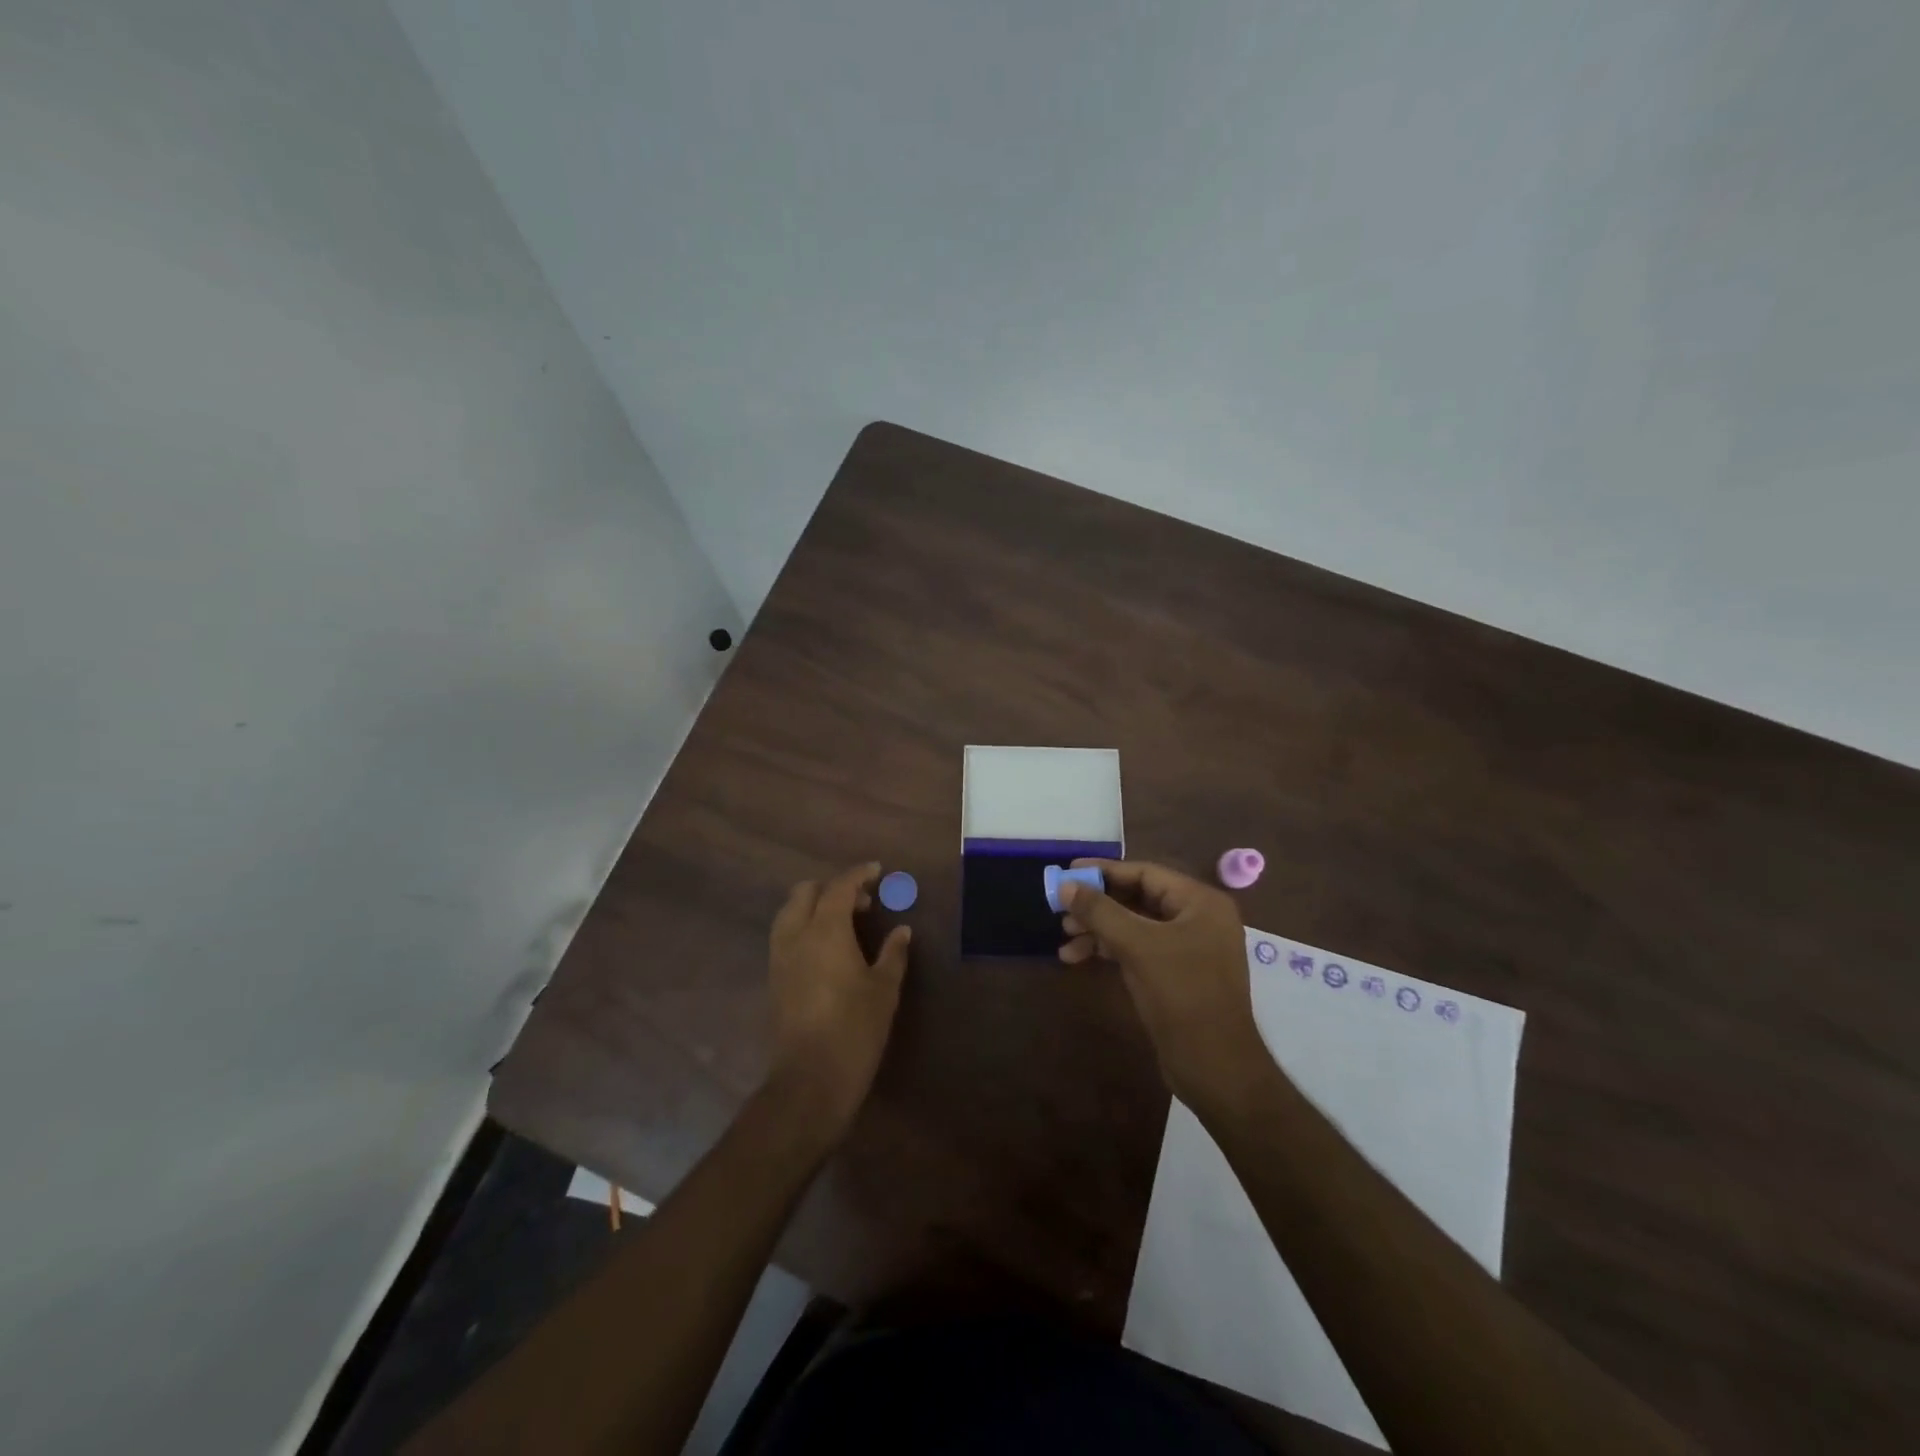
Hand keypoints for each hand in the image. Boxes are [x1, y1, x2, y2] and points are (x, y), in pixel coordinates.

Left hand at [766, 862, 911, 1138]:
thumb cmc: (855, 1030)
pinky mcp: (774, 978)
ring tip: (844, 924)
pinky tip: (828, 948)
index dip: (858, 874)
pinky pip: (786, 935)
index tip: (877, 871)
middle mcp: (796, 935)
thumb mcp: (884, 989)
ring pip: (790, 912)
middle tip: (863, 903)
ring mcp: (780, 957)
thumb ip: (893, 954)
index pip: (839, 887)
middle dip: (833, 887)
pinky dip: (804, 926)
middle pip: (806, 892)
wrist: (810, 1080)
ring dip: (815, 906)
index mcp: (825, 930)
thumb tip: (901, 931)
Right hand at [1059, 859, 1271, 1108]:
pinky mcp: (1177, 974)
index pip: (1145, 873)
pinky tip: (1078, 958)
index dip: (1104, 871)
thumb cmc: (1182, 996)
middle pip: (1138, 898)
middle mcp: (1198, 918)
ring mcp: (1189, 948)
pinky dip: (1110, 950)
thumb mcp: (1137, 946)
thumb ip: (1100, 911)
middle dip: (1098, 905)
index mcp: (1200, 902)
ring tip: (1065, 938)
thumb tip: (1065, 885)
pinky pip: (1139, 949)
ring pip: (1135, 926)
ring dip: (1099, 929)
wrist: (1216, 1068)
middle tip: (1061, 910)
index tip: (1067, 873)